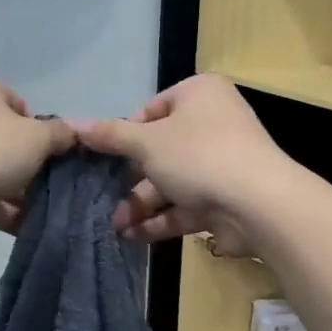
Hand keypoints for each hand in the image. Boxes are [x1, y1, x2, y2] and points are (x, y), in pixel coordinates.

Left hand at [0, 71, 73, 235]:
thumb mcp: (37, 138)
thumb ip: (59, 134)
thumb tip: (70, 133)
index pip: (16, 102)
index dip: (37, 129)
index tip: (47, 153)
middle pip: (0, 136)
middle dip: (24, 164)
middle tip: (43, 184)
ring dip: (12, 190)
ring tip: (36, 213)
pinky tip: (17, 227)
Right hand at [71, 75, 292, 255]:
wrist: (259, 205)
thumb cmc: (198, 155)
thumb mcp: (146, 142)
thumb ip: (110, 136)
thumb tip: (73, 124)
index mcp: (199, 95)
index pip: (152, 110)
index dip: (127, 134)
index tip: (106, 156)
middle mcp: (213, 124)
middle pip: (160, 150)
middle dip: (130, 179)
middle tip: (102, 196)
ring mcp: (221, 164)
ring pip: (171, 182)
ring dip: (141, 204)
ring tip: (114, 225)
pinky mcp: (225, 199)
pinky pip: (185, 205)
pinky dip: (160, 219)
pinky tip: (132, 235)